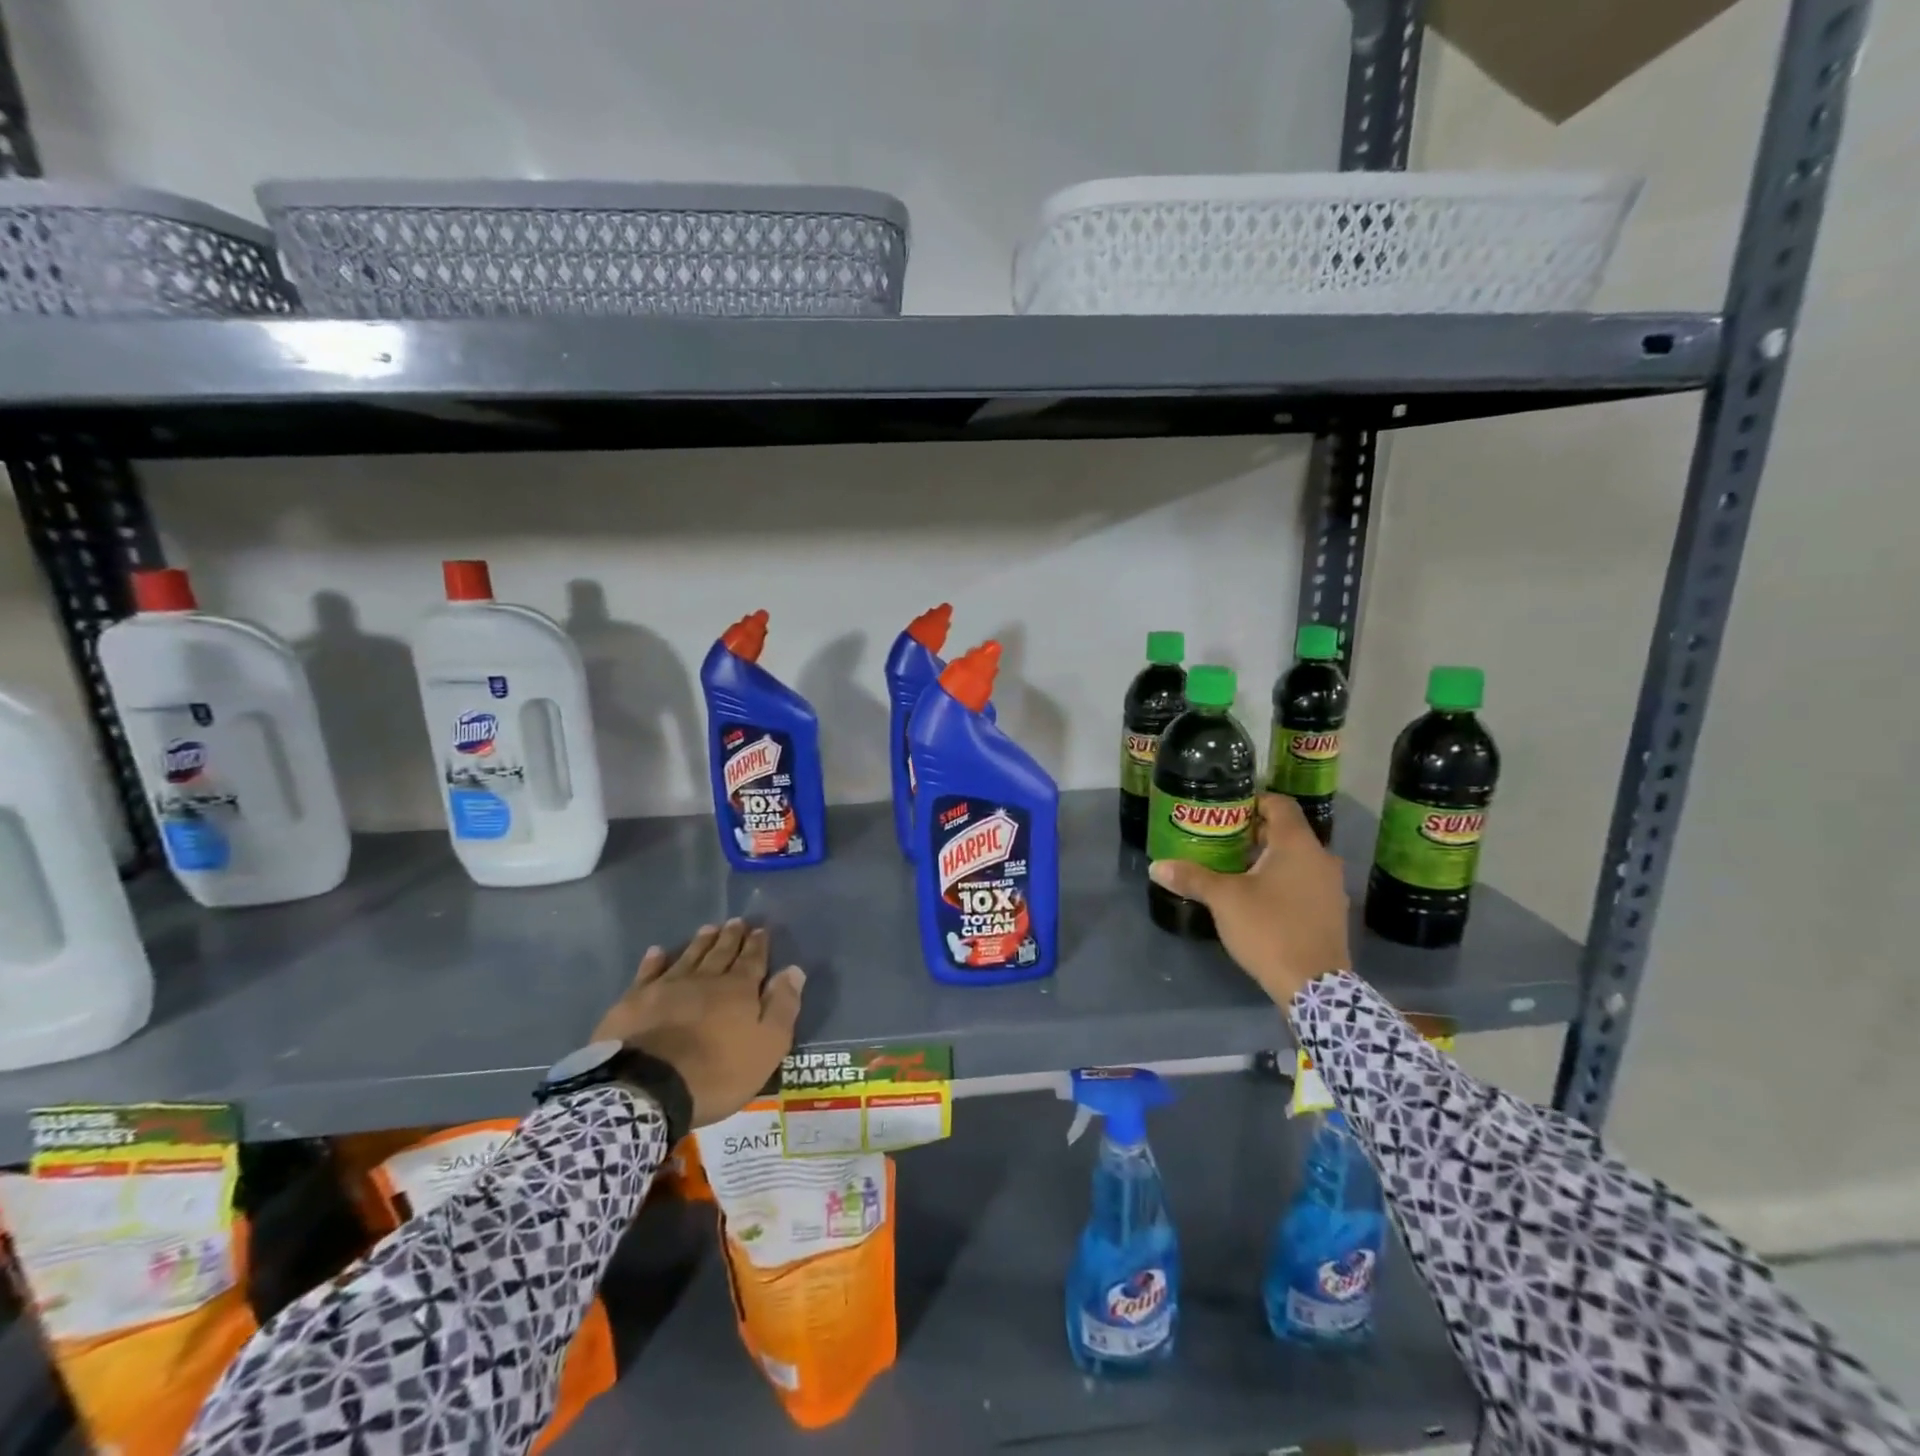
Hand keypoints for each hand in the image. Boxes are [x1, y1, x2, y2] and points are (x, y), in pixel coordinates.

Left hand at [593, 918, 805, 1127]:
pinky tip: (657, 951)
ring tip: (709, 928)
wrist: (647, 1089)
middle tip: (736, 921)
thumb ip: (782, 1007)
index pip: (752, 960)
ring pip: (688, 957)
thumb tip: (793, 970)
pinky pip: (647, 973)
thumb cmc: (716, 1073)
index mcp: (738, 990)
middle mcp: (704, 979)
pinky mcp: (634, 1001)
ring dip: (700, 943)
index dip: (758, 945)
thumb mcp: (766, 1047)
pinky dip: (654, 961)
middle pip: (721, 953)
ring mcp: (667, 987)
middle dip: (731, 937)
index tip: (761, 929)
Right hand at [1148, 795, 1350, 1006]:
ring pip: (1296, 859)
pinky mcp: (1332, 911)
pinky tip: (1258, 898)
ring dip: (1268, 859)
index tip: (1224, 811)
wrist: (1314, 986)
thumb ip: (1192, 877)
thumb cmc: (1269, 928)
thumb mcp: (1224, 900)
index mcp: (1298, 844)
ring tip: (1234, 869)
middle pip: (1286, 831)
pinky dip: (1283, 881)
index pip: (1279, 803)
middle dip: (1253, 833)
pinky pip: (1305, 882)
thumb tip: (1156, 866)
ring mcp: (1331, 886)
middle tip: (1220, 840)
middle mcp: (1321, 857)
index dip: (1252, 801)